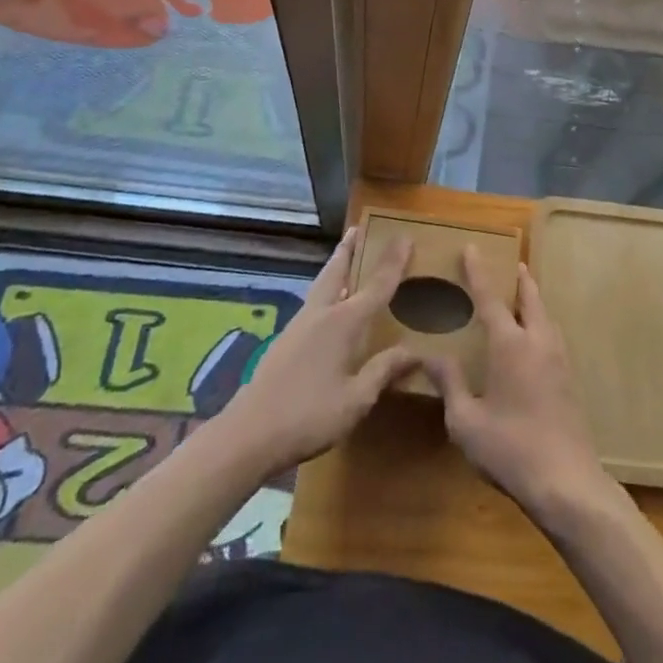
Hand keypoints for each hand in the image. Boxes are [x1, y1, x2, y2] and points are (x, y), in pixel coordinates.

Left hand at [220, 228, 418, 474]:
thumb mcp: (356, 400)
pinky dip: (326, 290)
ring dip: (336, 267)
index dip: (394, 261)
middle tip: (359, 228)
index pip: (377, 284)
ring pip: (322, 284)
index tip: (405, 235)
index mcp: (344, 322)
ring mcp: (299, 325)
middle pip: (338, 270)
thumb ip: (384, 370)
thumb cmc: (309, 416)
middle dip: (350, 248)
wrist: (249, 434)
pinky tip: (329, 305)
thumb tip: (414, 351)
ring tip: (346, 258)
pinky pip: (314, 302)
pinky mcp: (286, 340)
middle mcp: (322, 313)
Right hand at [424, 250, 610, 525]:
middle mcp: (537, 341)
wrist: (567, 483)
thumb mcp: (466, 422)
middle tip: (510, 265)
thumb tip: (431, 355)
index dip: (478, 272)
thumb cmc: (510, 450)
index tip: (472, 247)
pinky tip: (533, 341)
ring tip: (520, 298)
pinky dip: (540, 323)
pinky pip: (552, 336)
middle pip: (530, 298)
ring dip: (532, 300)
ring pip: (545, 316)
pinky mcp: (569, 380)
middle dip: (519, 279)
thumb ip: (450, 384)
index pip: (490, 298)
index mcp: (510, 344)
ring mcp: (559, 359)